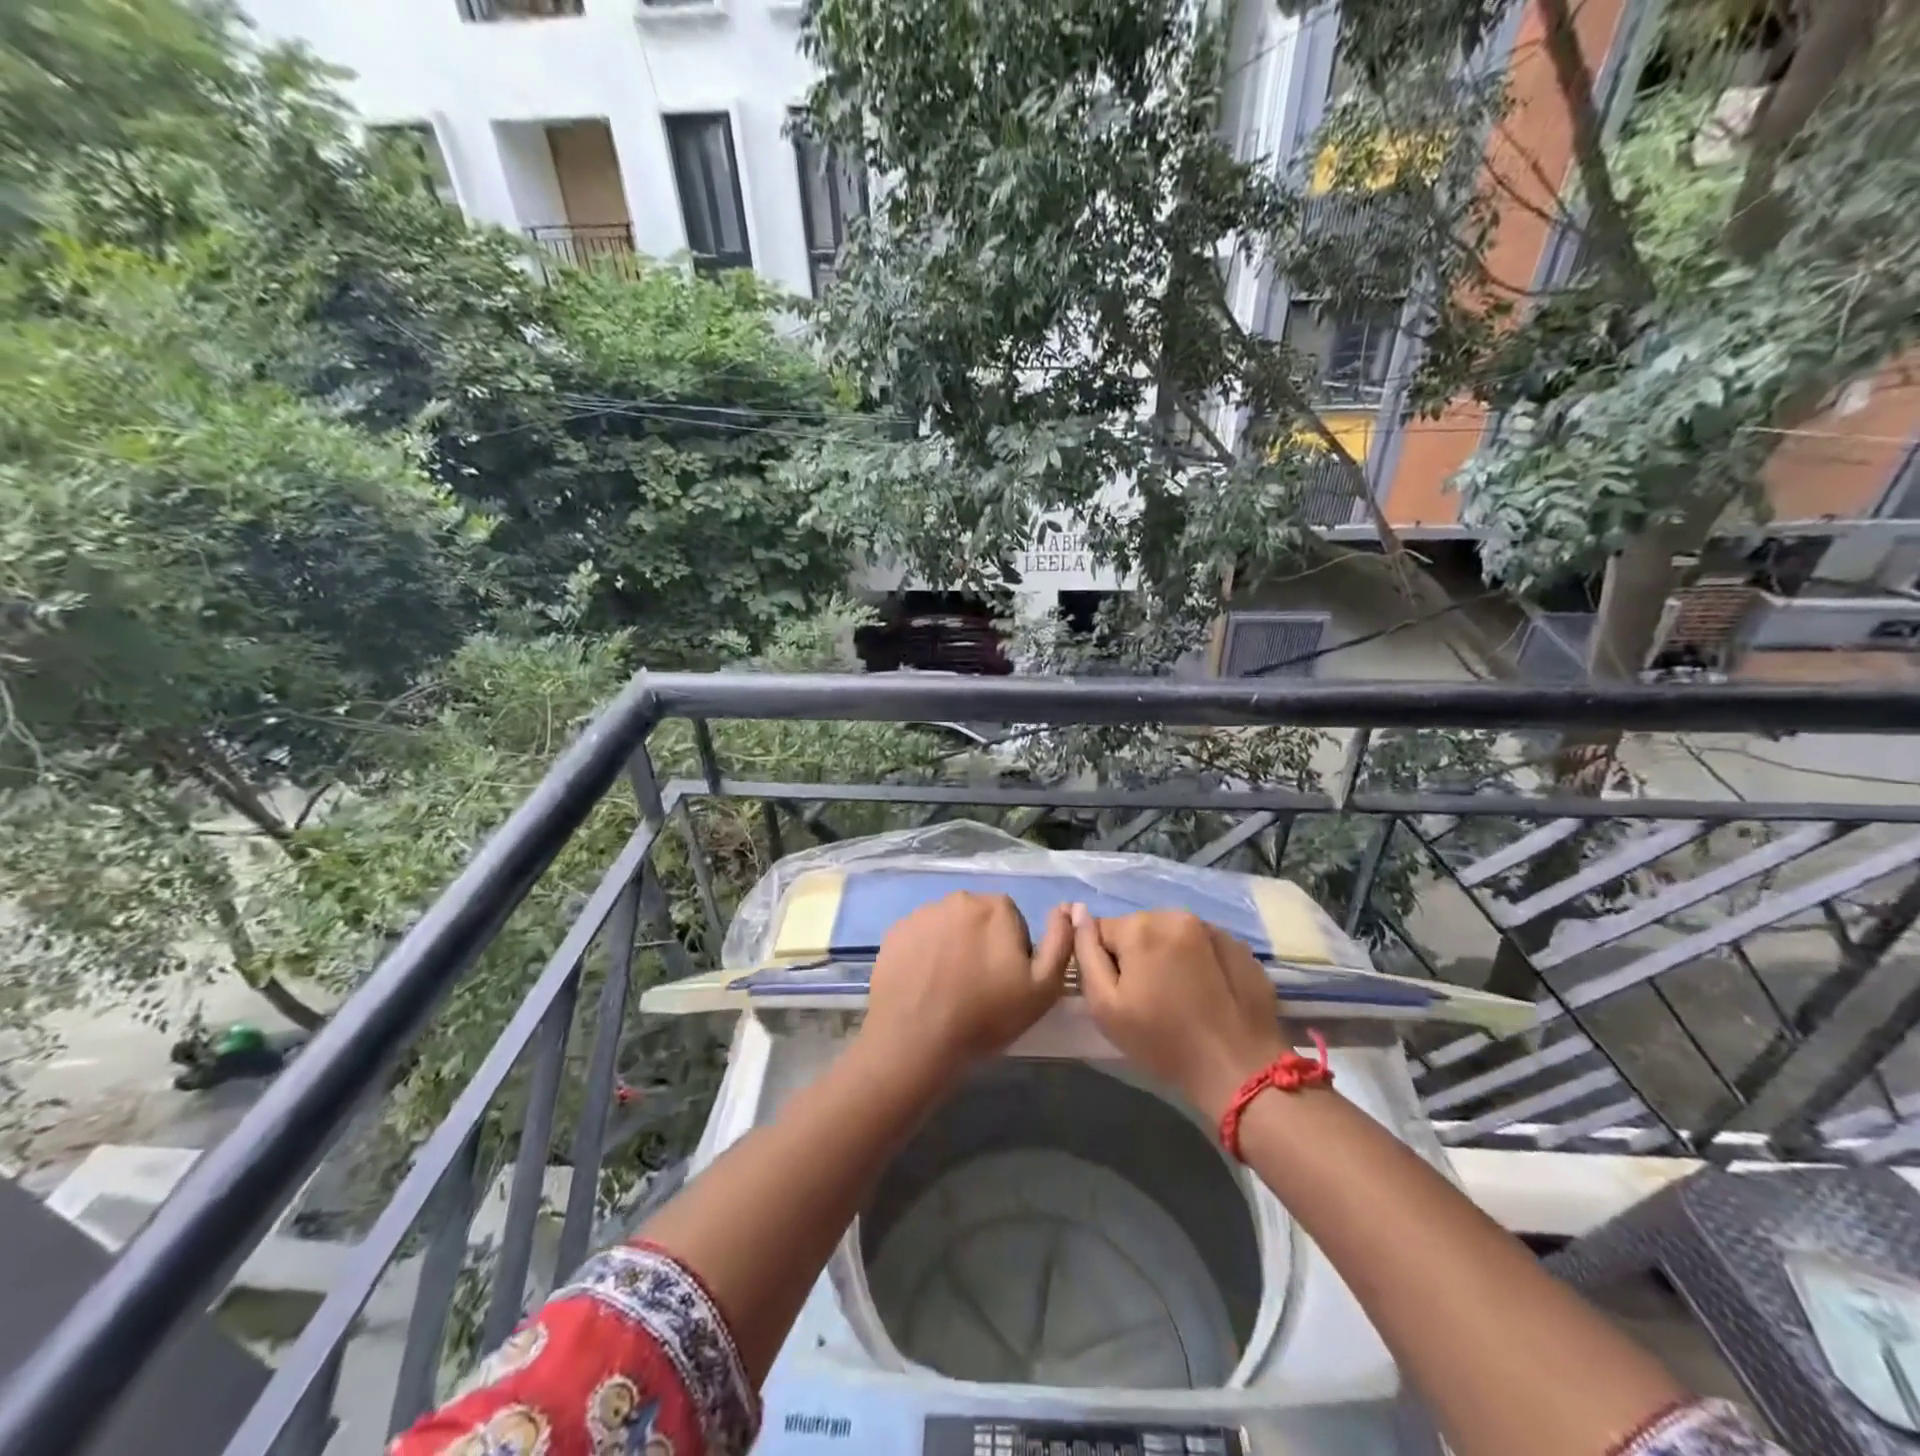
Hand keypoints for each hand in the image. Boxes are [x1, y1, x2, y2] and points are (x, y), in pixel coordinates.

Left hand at [862, 892, 1073, 1082]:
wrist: (916, 1040)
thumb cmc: (986, 1015)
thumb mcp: (1043, 987)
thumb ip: (1061, 941)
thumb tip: (1068, 908)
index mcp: (996, 906)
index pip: (1014, 923)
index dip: (1013, 954)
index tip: (1005, 984)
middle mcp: (958, 898)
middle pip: (979, 921)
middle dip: (982, 946)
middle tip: (978, 988)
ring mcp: (922, 913)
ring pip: (948, 928)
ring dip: (952, 948)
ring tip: (948, 990)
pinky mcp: (895, 931)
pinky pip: (920, 938)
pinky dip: (924, 955)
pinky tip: (924, 986)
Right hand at [1071, 905, 1288, 1120]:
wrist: (1239, 1070)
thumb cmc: (1163, 1042)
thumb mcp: (1105, 1006)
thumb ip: (1085, 953)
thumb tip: (1077, 912)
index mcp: (1140, 927)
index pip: (1101, 929)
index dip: (1104, 962)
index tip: (1120, 993)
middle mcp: (1175, 915)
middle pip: (1138, 929)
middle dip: (1137, 956)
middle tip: (1148, 999)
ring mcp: (1212, 928)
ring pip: (1171, 935)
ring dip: (1167, 957)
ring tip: (1179, 997)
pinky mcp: (1239, 947)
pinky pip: (1202, 946)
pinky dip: (1197, 962)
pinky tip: (1205, 994)